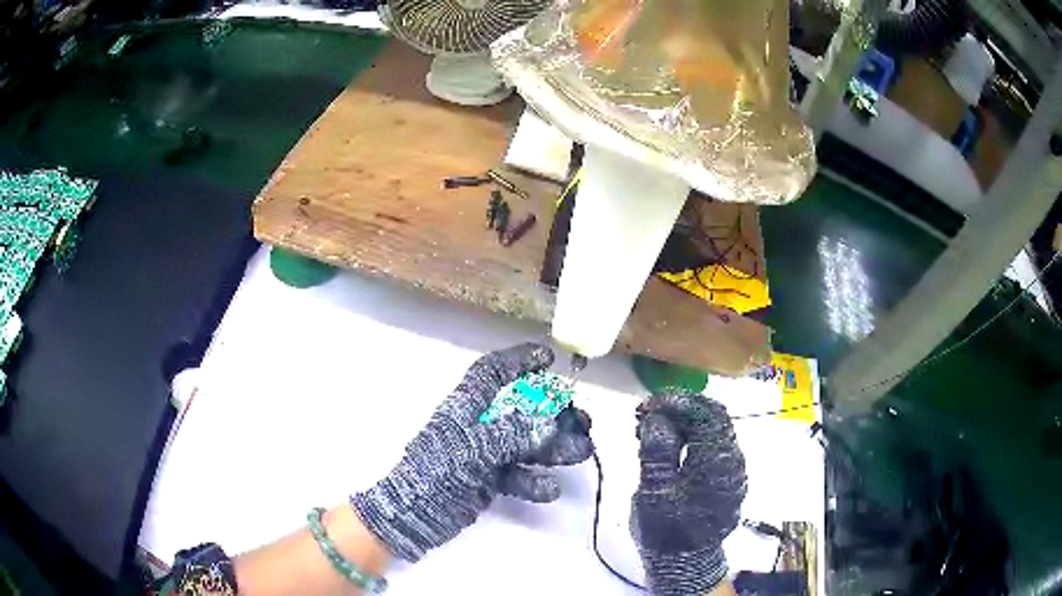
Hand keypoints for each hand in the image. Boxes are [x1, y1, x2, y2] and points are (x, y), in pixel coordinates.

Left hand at [351, 343, 592, 561]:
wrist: (414, 515)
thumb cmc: (436, 472)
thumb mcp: (471, 448)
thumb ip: (511, 434)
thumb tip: (550, 423)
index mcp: (466, 407)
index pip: (492, 373)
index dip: (518, 361)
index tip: (549, 358)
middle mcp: (478, 426)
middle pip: (521, 410)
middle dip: (553, 412)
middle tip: (581, 420)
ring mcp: (485, 454)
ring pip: (526, 443)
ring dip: (554, 447)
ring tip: (581, 451)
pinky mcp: (489, 480)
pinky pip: (519, 474)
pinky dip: (535, 481)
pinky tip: (550, 489)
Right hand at [631, 392, 746, 594]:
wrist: (684, 562)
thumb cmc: (666, 530)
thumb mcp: (653, 492)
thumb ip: (657, 451)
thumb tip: (656, 417)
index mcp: (717, 461)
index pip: (703, 413)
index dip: (674, 402)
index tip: (645, 405)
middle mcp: (732, 459)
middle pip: (713, 416)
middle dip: (680, 407)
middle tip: (648, 412)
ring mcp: (733, 468)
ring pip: (714, 428)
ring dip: (685, 420)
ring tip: (654, 426)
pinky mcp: (727, 477)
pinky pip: (713, 444)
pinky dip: (692, 435)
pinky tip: (671, 443)